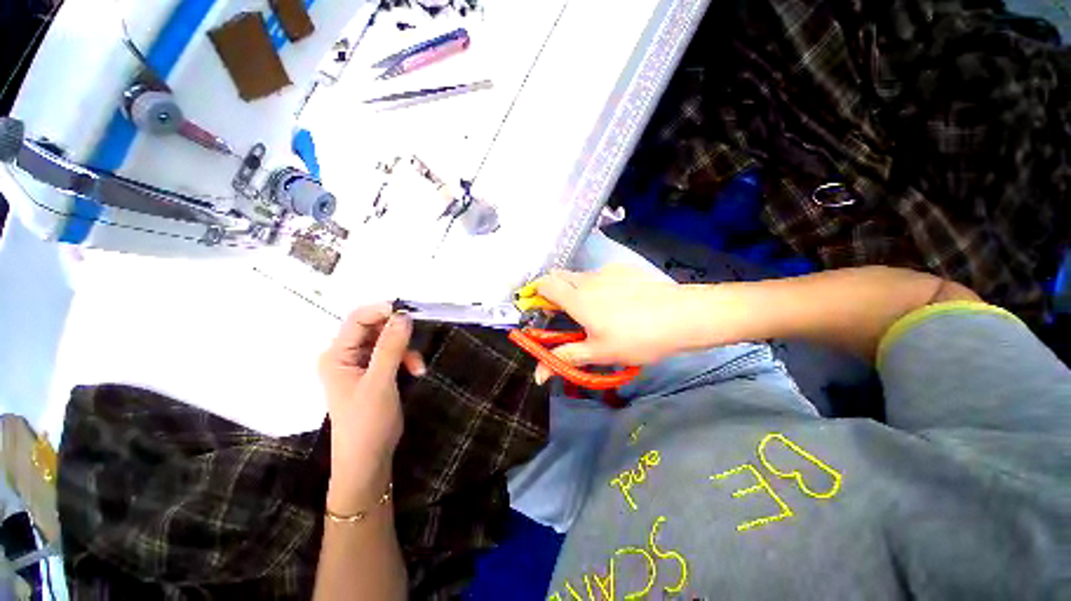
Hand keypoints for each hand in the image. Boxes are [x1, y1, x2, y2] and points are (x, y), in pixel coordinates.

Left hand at [318, 305, 425, 498]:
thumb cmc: (367, 422)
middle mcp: (346, 355)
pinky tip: (416, 371)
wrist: (369, 459)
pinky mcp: (375, 373)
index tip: (409, 313)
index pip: (358, 319)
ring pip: (388, 341)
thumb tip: (403, 315)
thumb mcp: (380, 382)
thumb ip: (390, 347)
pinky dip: (407, 360)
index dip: (383, 311)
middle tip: (417, 341)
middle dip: (399, 335)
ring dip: (406, 350)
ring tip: (418, 367)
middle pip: (375, 328)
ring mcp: (361, 364)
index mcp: (337, 354)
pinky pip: (393, 354)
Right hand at [533, 265, 690, 382]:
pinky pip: (602, 275)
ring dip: (577, 290)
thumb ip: (565, 358)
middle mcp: (587, 279)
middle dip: (554, 291)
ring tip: (595, 312)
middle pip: (559, 276)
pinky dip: (598, 286)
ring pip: (581, 277)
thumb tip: (538, 375)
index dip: (536, 295)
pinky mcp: (625, 270)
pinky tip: (618, 302)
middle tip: (565, 313)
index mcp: (576, 298)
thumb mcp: (598, 353)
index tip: (541, 312)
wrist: (682, 316)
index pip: (544, 285)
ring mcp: (608, 271)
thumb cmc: (636, 338)